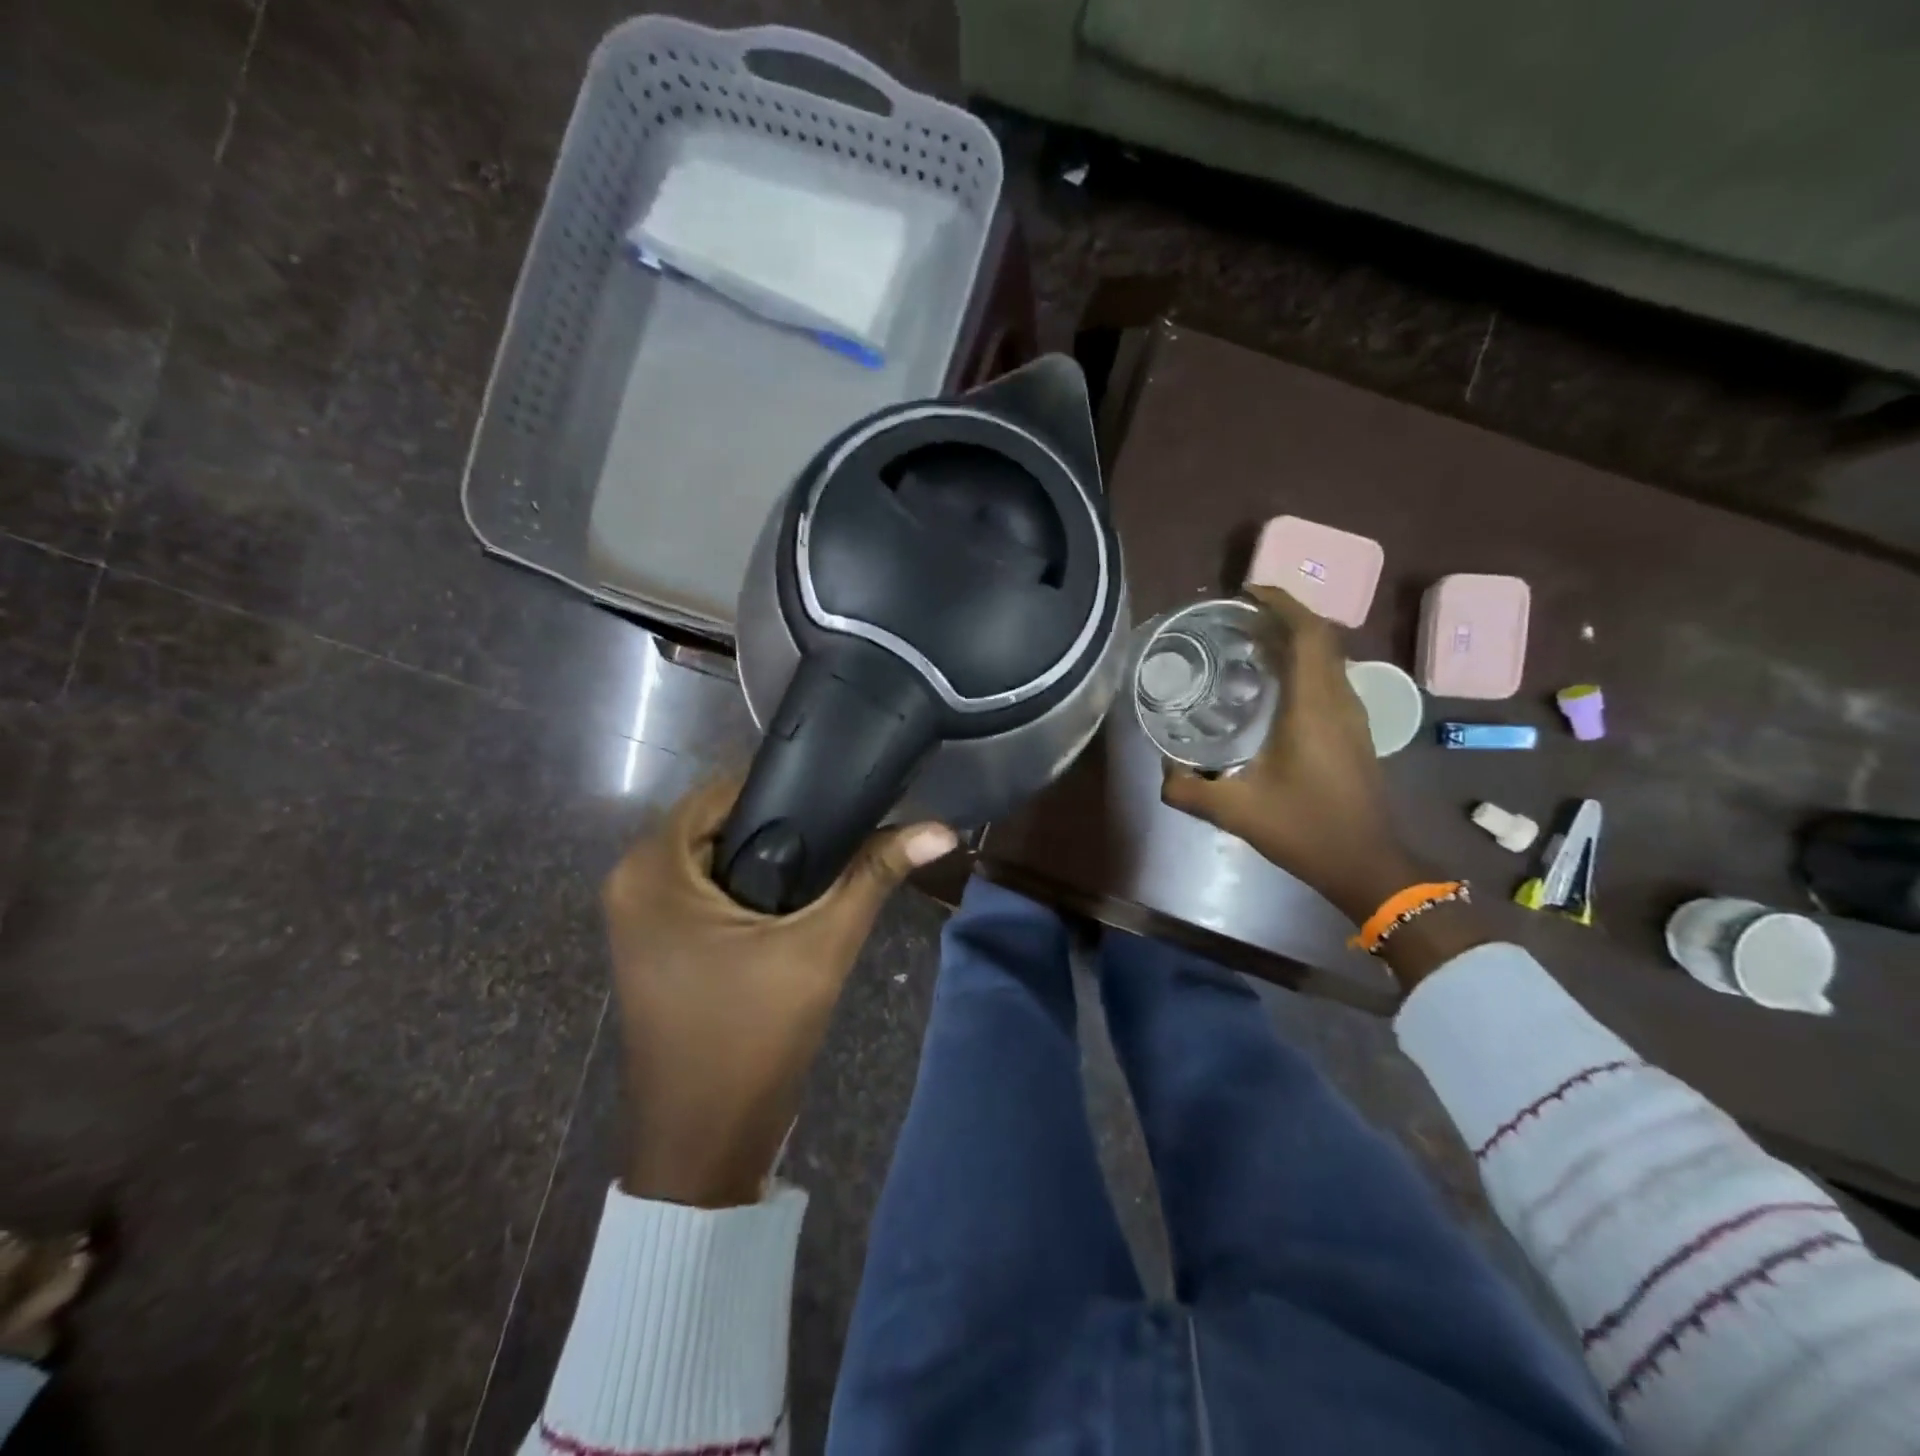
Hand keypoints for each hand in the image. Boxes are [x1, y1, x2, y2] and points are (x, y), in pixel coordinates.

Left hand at [603, 777, 955, 1208]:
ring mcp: (638, 914)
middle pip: (720, 822)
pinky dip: (749, 884)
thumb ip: (875, 875)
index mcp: (652, 868)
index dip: (788, 786)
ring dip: (770, 855)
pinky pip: (705, 888)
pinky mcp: (655, 941)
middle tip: (849, 824)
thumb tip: (941, 828)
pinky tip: (798, 893)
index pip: (725, 791)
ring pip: (715, 855)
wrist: (703, 1149)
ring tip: (836, 853)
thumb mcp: (820, 948)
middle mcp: (632, 880)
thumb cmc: (751, 1041)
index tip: (844, 790)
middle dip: (783, 824)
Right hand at [1160, 585, 1410, 919]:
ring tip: (1249, 644)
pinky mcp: (1355, 731)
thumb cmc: (1306, 830)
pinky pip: (1330, 678)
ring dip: (1295, 640)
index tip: (1245, 592)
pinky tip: (1272, 687)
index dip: (1281, 603)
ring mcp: (1353, 715)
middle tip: (1237, 618)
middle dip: (1282, 616)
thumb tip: (1162, 772)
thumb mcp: (1236, 812)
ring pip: (1329, 657)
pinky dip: (1303, 665)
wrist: (1367, 864)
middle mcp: (1340, 700)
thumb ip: (1189, 790)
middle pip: (1320, 637)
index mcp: (1314, 707)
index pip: (1308, 634)